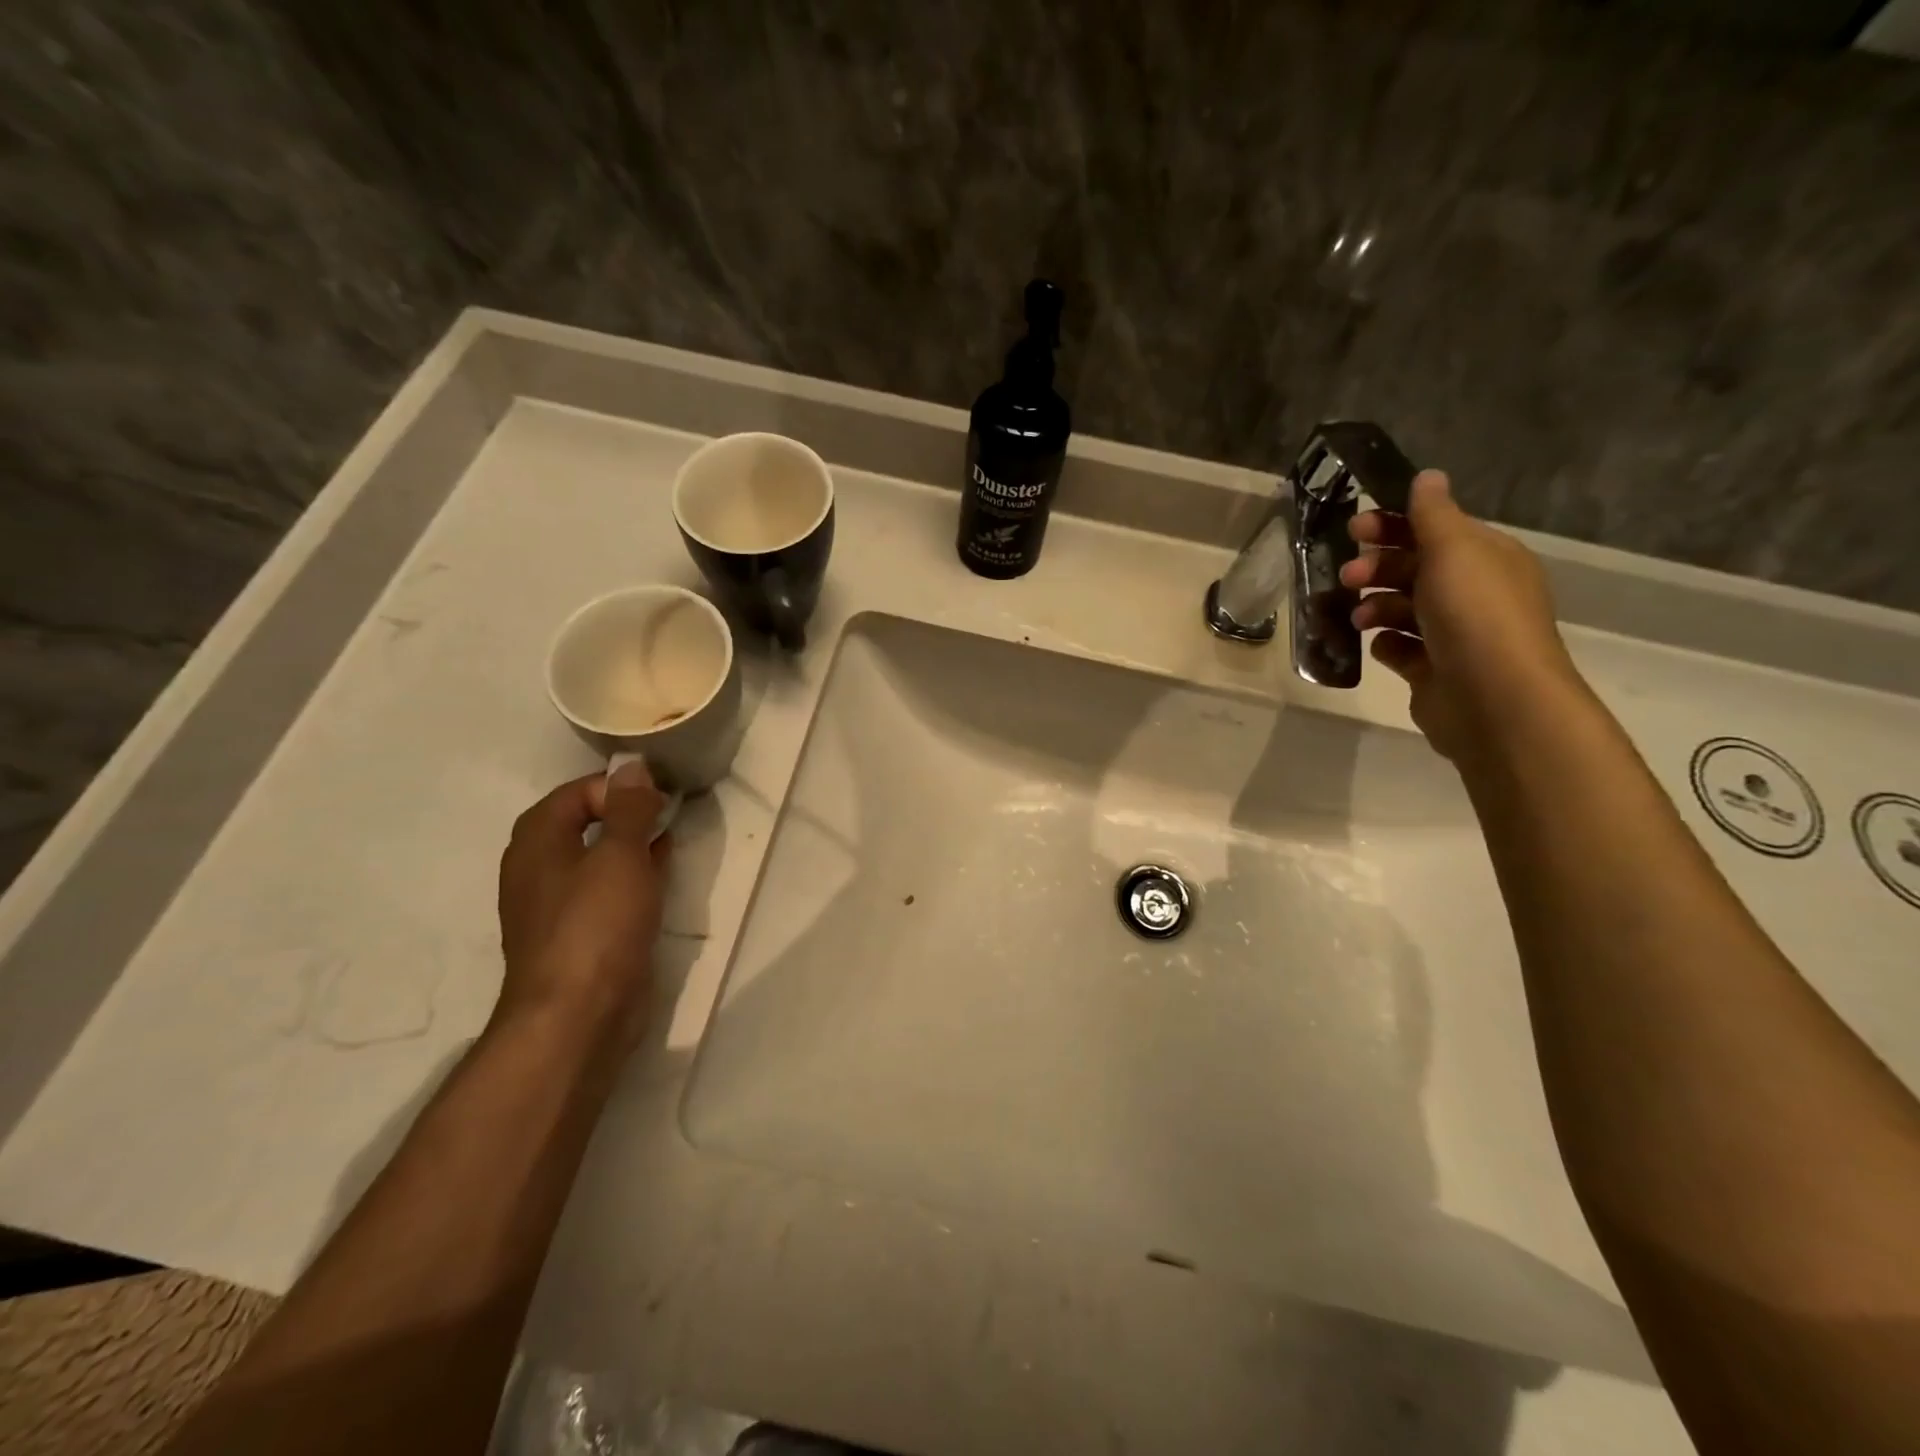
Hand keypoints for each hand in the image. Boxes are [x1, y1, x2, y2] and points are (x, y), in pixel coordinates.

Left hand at [495, 762, 672, 1053]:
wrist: (578, 1016)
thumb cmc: (596, 925)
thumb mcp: (619, 856)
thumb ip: (629, 808)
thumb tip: (632, 766)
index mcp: (537, 842)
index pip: (576, 793)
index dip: (618, 787)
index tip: (659, 797)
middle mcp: (539, 869)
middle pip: (585, 824)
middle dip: (627, 814)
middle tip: (670, 813)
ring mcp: (558, 906)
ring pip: (598, 859)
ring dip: (633, 846)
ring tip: (671, 840)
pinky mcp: (580, 935)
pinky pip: (607, 891)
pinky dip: (633, 877)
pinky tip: (661, 877)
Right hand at [1341, 470, 1585, 761]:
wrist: (1493, 698)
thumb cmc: (1474, 614)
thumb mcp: (1453, 550)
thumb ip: (1432, 514)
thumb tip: (1427, 476)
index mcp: (1485, 558)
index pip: (1435, 529)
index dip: (1394, 525)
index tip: (1355, 528)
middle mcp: (1473, 592)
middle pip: (1414, 568)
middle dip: (1377, 568)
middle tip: (1347, 576)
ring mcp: (1453, 634)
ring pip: (1402, 609)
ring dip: (1375, 606)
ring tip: (1357, 618)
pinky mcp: (1433, 669)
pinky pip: (1400, 648)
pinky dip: (1386, 644)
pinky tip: (1378, 645)